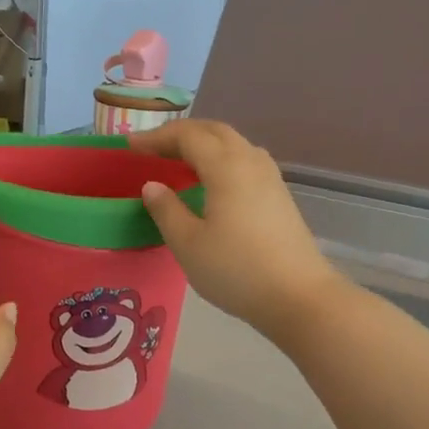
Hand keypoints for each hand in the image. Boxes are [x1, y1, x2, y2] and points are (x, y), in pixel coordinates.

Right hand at [129, 120, 346, 340]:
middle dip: (180, 133)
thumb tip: (152, 186)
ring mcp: (270, 178)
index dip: (156, 137)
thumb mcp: (188, 243)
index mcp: (225, 167)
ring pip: (233, 144)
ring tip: (179, 160)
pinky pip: (245, 160)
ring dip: (203, 143)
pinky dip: (221, 158)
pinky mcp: (279, 195)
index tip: (130, 146)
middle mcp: (250, 162)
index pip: (187, 136)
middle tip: (152, 147)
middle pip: (214, 131)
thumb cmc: (236, 270)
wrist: (299, 297)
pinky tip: (211, 181)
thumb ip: (166, 209)